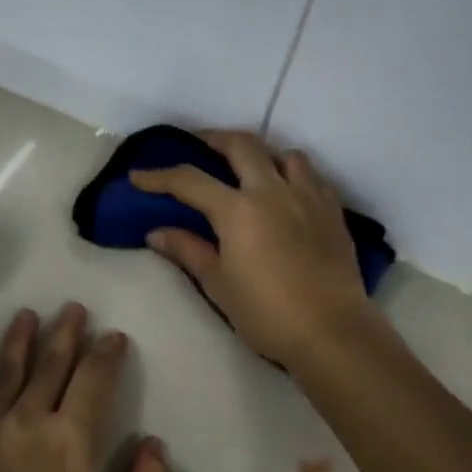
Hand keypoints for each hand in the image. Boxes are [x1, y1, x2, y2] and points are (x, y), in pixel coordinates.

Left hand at [0, 304, 172, 471]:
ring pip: (4, 373)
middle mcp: (29, 423)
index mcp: (74, 441)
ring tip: (26, 315)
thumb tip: (153, 443)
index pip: (96, 381)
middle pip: (51, 367)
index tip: (114, 336)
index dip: (107, 354)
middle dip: (65, 334)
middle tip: (72, 308)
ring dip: (18, 341)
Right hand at [129, 130, 375, 368]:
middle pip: (241, 146)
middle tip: (197, 145)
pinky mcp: (333, 211)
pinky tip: (286, 192)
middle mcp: (272, 191)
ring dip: (261, 154)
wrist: (330, 332)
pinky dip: (292, 174)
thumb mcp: (218, 283)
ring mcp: (307, 197)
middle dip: (213, 139)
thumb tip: (156, 232)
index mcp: (238, 210)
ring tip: (249, 168)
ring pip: (284, 154)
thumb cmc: (266, 313)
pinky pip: (311, 177)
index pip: (189, 181)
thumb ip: (188, 250)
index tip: (138, 177)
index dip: (159, 177)